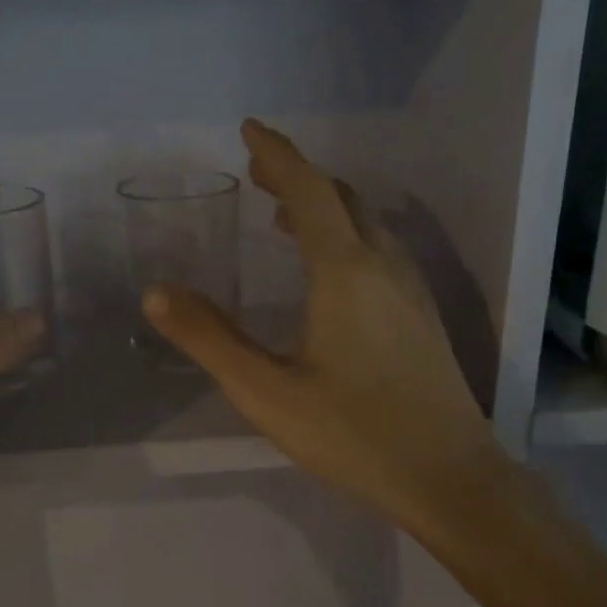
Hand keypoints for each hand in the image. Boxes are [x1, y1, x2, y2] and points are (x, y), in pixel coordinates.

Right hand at [144, 120, 503, 534]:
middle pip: (341, 198)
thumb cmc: (354, 435)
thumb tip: (157, 294)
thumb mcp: (267, 392)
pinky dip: (346, 235)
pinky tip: (330, 267)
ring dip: (324, 206)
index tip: (249, 129)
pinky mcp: (422, 315)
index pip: (309, 190)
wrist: (450, 477)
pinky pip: (380, 249)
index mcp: (345, 271)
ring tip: (284, 215)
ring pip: (365, 223)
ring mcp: (411, 289)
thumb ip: (210, 340)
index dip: (277, 155)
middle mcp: (384, 265)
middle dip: (297, 177)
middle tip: (257, 171)